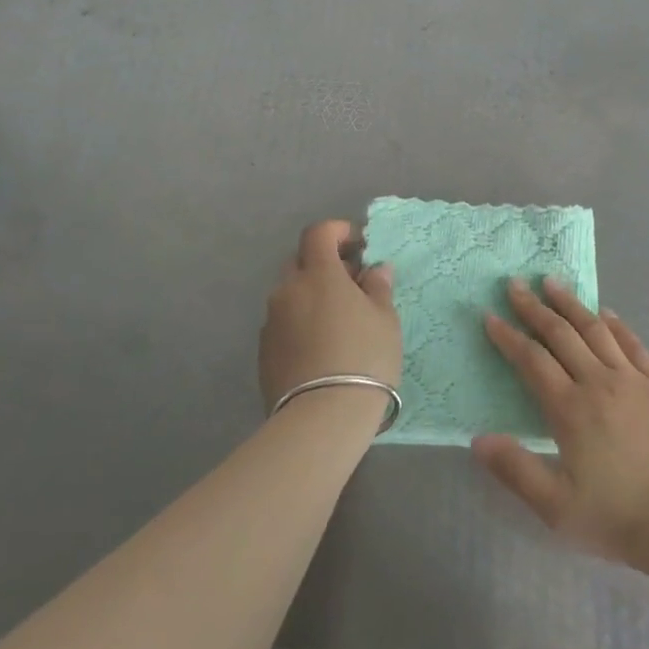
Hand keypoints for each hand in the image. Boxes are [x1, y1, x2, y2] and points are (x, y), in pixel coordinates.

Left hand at [260, 220, 401, 413]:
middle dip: (323, 265)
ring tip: (338, 321)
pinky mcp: (263, 352)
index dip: (337, 232)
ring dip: (311, 296)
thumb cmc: (364, 357)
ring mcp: (271, 322)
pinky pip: (284, 323)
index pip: (318, 233)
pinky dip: (301, 323)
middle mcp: (288, 290)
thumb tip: (374, 269)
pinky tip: (321, 347)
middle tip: (351, 285)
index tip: (357, 245)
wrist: (322, 417)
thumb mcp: (385, 319)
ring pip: (290, 295)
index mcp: (318, 274)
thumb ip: (378, 287)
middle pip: (300, 262)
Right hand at [474, 277, 648, 568]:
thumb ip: (515, 470)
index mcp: (570, 409)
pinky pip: (634, 345)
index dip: (509, 337)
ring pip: (596, 331)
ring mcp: (633, 381)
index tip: (490, 316)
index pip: (532, 361)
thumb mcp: (555, 507)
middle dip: (534, 308)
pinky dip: (617, 325)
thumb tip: (477, 439)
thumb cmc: (616, 518)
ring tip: (553, 283)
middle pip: (561, 335)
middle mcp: (599, 383)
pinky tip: (606, 313)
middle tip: (515, 284)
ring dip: (572, 305)